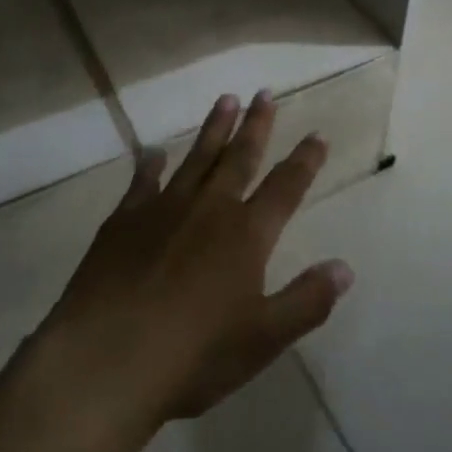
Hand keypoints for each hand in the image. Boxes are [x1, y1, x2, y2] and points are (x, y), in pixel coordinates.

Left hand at [31, 90, 353, 435]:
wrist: (107, 360)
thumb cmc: (194, 356)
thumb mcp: (263, 339)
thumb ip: (306, 300)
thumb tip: (345, 267)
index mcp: (246, 235)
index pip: (285, 187)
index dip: (304, 161)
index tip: (317, 134)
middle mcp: (209, 209)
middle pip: (239, 157)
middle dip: (256, 124)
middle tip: (264, 92)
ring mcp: (163, 209)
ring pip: (196, 158)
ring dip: (214, 128)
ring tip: (226, 99)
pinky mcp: (124, 220)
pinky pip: (143, 181)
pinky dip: (151, 164)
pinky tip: (155, 152)